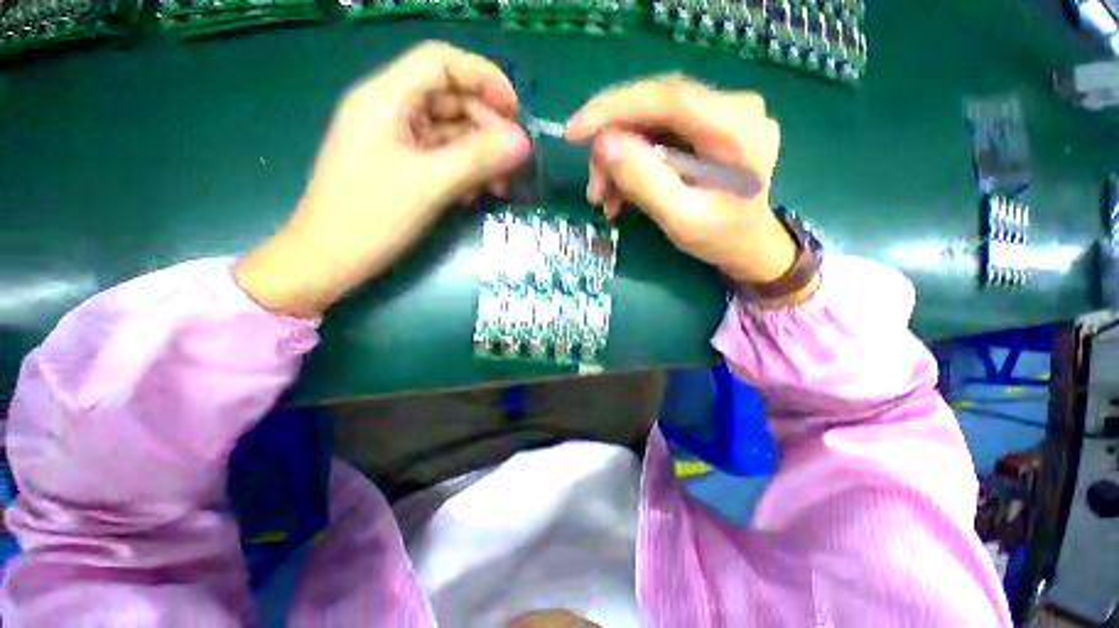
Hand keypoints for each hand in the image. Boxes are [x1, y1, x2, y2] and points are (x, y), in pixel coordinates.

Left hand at [236, 41, 530, 317]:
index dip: (483, 78)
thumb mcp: (430, 184)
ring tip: (503, 186)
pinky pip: (442, 158)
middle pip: (450, 99)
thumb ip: (478, 159)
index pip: (440, 63)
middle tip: (515, 161)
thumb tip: (523, 143)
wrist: (330, 261)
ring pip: (450, 133)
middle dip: (487, 127)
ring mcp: (396, 141)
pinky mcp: (402, 167)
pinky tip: (478, 193)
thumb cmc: (371, 218)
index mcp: (386, 99)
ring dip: (481, 155)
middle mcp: (391, 111)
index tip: (515, 114)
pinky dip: (465, 171)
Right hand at [566, 76, 812, 302]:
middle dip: (613, 145)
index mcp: (735, 125)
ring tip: (604, 199)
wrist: (749, 245)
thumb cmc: (720, 238)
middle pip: (654, 106)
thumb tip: (603, 143)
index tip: (572, 132)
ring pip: (650, 121)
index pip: (666, 96)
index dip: (612, 108)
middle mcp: (732, 106)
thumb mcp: (680, 219)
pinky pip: (658, 134)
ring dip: (619, 159)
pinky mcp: (708, 127)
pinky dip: (633, 162)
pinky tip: (621, 192)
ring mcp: (721, 114)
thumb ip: (644, 181)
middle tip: (594, 188)